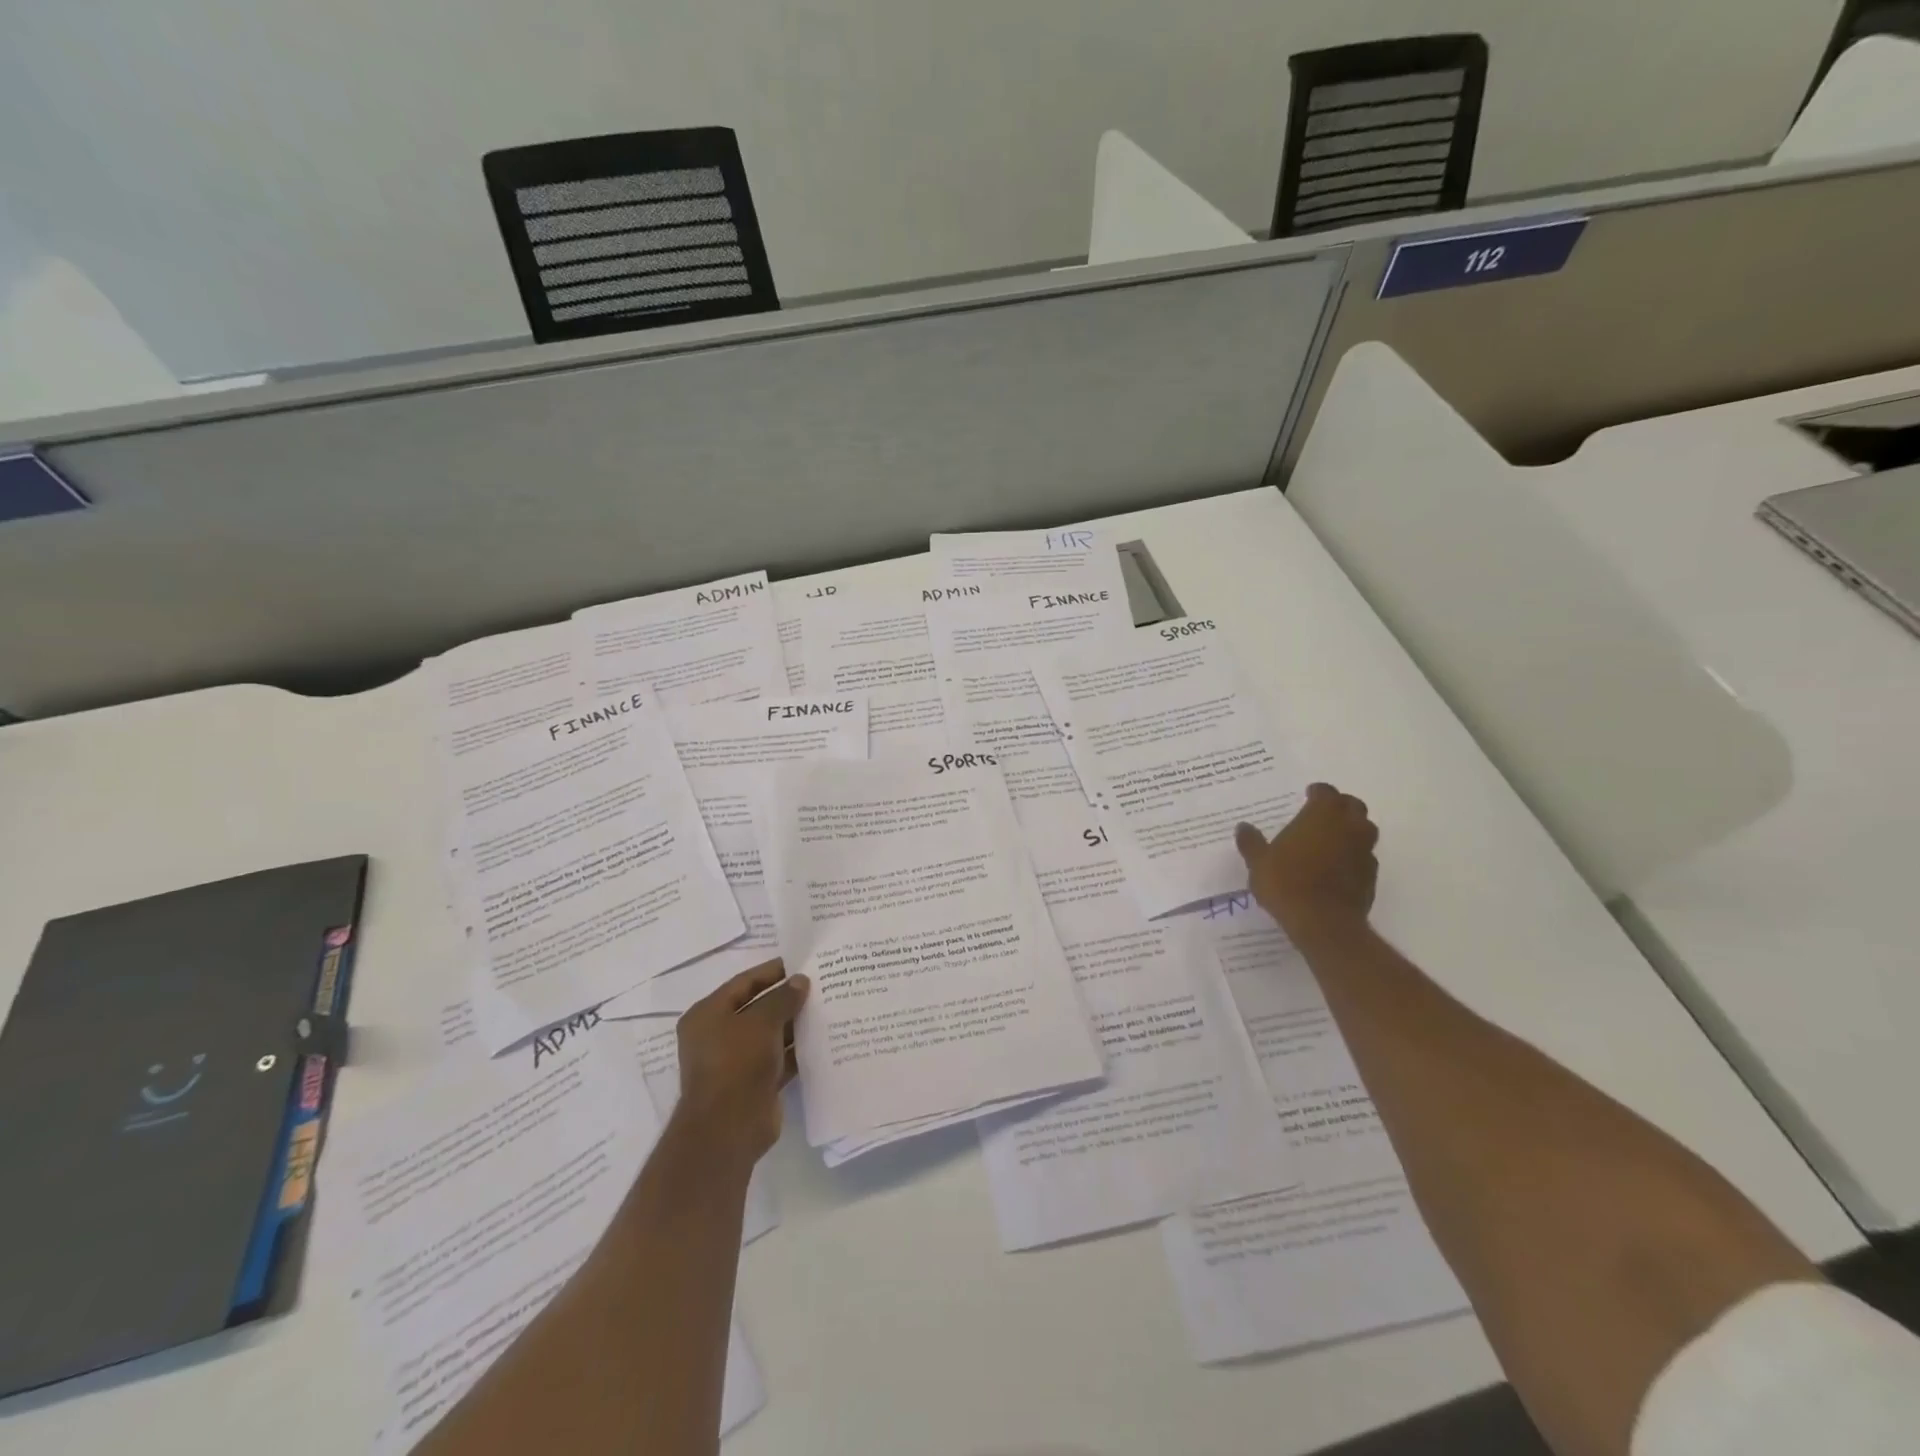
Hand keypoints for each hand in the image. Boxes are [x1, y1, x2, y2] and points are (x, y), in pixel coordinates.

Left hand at [673, 959, 809, 1167]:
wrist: (728, 1128)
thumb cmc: (736, 1063)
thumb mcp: (761, 1021)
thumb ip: (782, 998)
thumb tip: (800, 981)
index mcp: (707, 1015)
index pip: (743, 983)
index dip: (771, 972)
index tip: (800, 963)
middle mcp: (718, 1036)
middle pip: (757, 1009)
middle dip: (786, 998)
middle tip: (819, 985)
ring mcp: (736, 1062)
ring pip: (771, 1035)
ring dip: (795, 1024)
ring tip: (827, 1008)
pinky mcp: (755, 1084)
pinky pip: (780, 1059)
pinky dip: (798, 1050)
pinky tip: (824, 1039)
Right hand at [1235, 783, 1378, 942]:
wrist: (1323, 923)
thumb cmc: (1287, 883)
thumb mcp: (1259, 862)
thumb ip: (1251, 842)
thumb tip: (1243, 827)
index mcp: (1321, 815)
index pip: (1325, 792)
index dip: (1317, 792)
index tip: (1307, 796)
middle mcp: (1348, 826)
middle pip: (1352, 806)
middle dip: (1339, 806)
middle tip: (1322, 814)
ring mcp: (1364, 850)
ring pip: (1364, 829)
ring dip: (1351, 829)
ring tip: (1332, 839)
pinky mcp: (1371, 875)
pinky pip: (1365, 856)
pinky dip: (1354, 855)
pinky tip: (1338, 867)